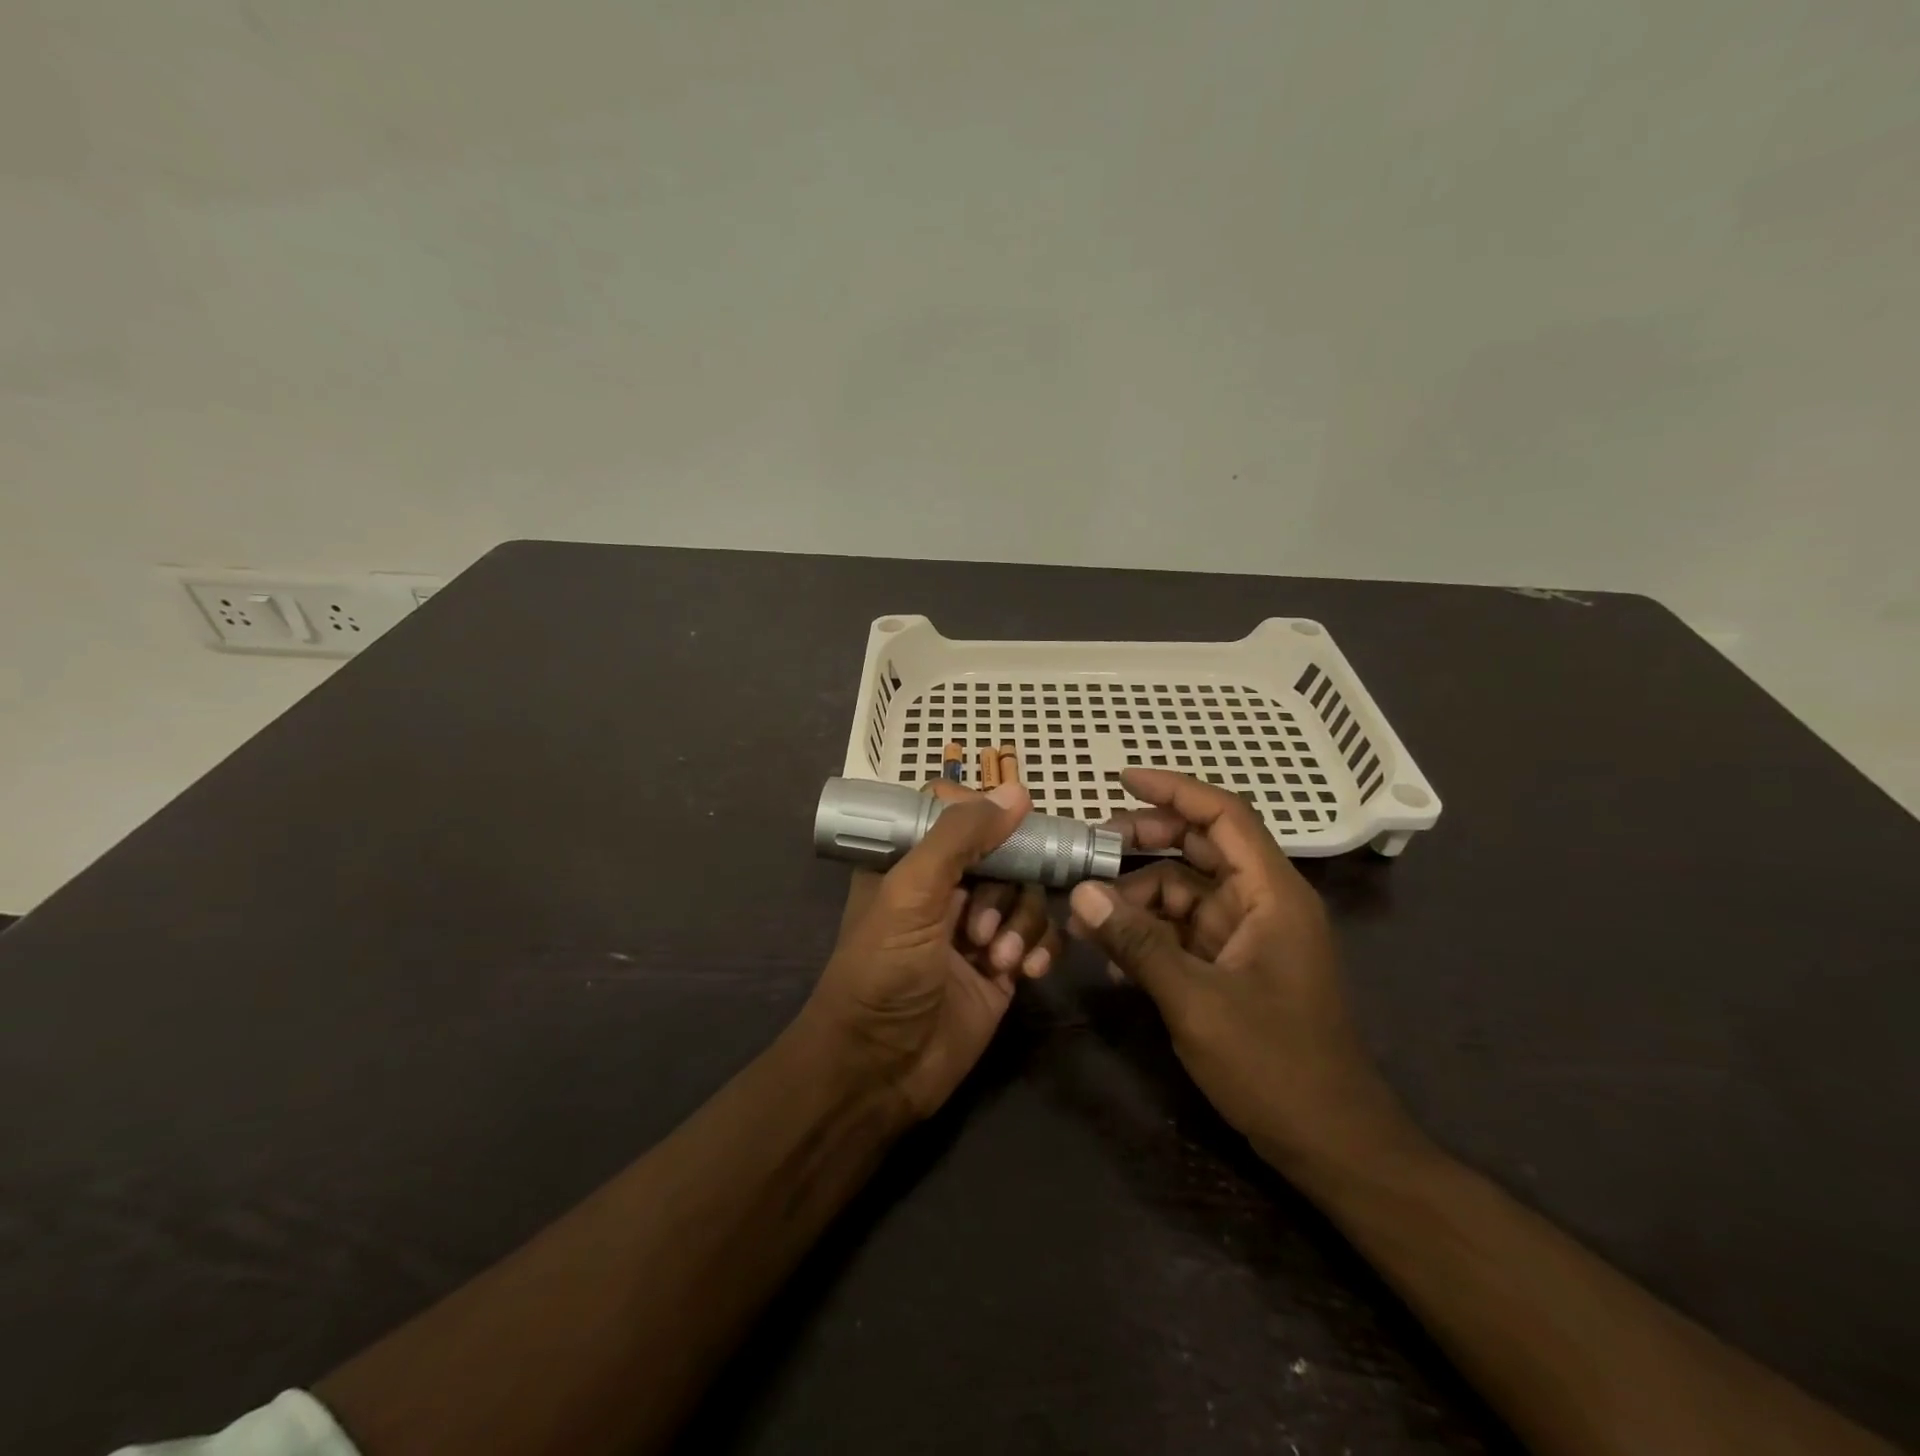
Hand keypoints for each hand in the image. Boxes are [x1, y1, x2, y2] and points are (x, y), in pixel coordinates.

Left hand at [807, 781, 1062, 1121]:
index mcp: (911, 862)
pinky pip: (1040, 936)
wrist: (880, 1070)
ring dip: (1022, 922)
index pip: (956, 814)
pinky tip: (1026, 973)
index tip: (1013, 824)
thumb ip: (960, 838)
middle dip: (1006, 886)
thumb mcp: (911, 893)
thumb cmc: (883, 971)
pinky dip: (1040, 948)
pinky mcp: (1003, 967)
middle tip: (983, 926)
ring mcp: (978, 928)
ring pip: (1027, 894)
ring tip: (997, 958)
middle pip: (1004, 853)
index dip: (986, 815)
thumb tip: (1016, 791)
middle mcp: (946, 889)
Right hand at [1066, 769, 1415, 1176]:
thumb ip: (1137, 942)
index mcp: (1272, 894)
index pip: (1224, 816)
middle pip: (1199, 848)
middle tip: (1088, 851)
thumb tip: (1081, 893)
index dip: (1174, 790)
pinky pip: (1183, 932)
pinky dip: (1149, 935)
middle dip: (1143, 844)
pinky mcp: (1233, 966)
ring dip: (1136, 899)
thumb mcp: (1196, 1001)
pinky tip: (1113, 961)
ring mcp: (1247, 936)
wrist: (1331, 1145)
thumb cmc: (1275, 1066)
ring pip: (1183, 892)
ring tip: (1086, 920)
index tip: (1121, 779)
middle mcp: (1261, 903)